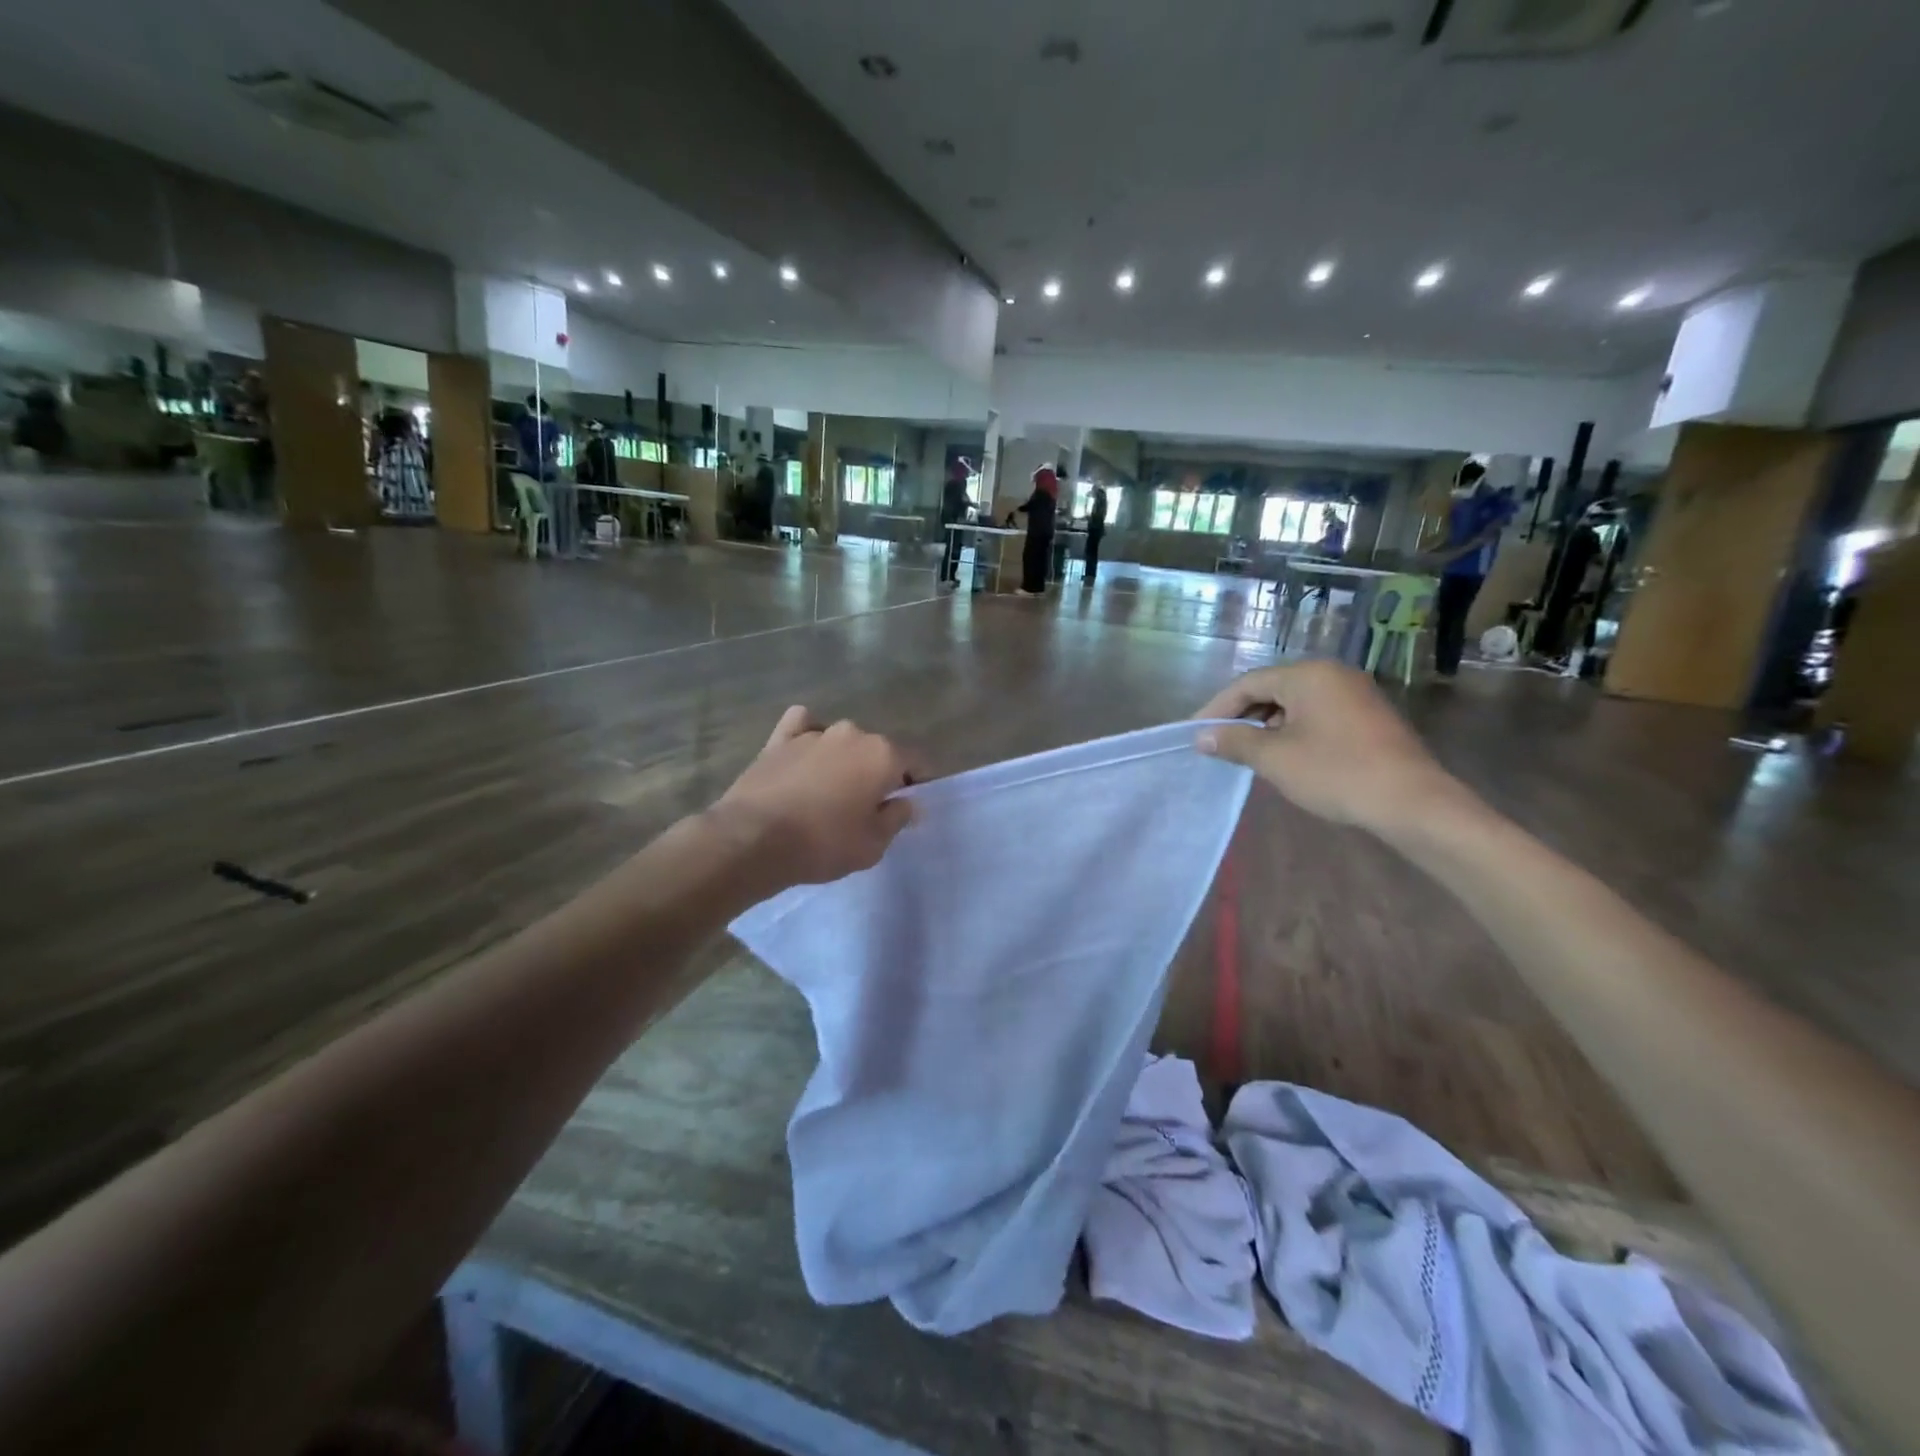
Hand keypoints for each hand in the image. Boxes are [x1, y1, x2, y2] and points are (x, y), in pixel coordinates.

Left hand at [709, 707, 915, 888]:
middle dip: (879, 772)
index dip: (917, 782)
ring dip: (845, 759)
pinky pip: (802, 726)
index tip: (909, 804)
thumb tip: (906, 802)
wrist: (753, 839)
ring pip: (842, 740)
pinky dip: (808, 734)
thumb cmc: (824, 844)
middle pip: (877, 750)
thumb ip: (896, 818)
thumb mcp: (873, 844)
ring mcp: (814, 733)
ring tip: (833, 789)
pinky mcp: (780, 739)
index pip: (915, 761)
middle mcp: (853, 733)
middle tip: (868, 805)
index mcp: (883, 754)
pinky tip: (805, 753)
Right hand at [1193, 662, 1475, 838]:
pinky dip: (1291, 730)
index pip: (1248, 683)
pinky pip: (1316, 714)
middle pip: (1271, 688)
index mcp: (1307, 675)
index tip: (1195, 735)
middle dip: (1241, 716)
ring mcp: (1354, 693)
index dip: (1217, 709)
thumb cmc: (1336, 772)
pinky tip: (1283, 755)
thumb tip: (1203, 737)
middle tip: (1217, 744)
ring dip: (1265, 725)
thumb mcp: (1275, 758)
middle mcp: (1331, 674)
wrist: (1411, 802)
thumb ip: (1235, 742)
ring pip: (1294, 702)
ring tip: (1245, 753)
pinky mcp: (1367, 716)